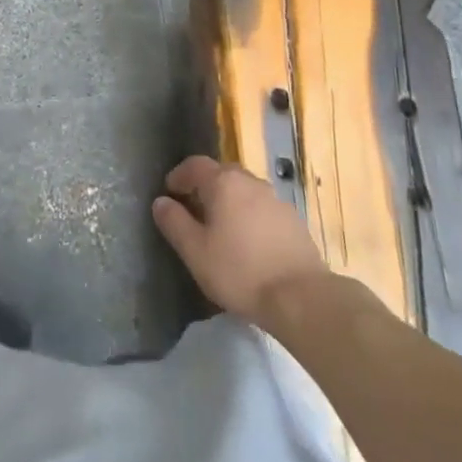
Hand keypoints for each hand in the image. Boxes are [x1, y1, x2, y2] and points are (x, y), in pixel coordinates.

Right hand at [152, 156, 329, 322]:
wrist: (301, 296)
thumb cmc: (240, 271)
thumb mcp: (196, 251)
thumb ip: (174, 223)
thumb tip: (161, 202)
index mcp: (223, 183)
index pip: (195, 165)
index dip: (179, 175)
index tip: (170, 192)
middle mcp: (250, 181)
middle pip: (222, 173)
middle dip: (205, 186)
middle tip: (193, 208)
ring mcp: (275, 199)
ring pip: (244, 190)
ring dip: (229, 200)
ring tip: (221, 226)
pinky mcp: (293, 220)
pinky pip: (262, 207)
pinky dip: (249, 214)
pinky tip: (248, 241)